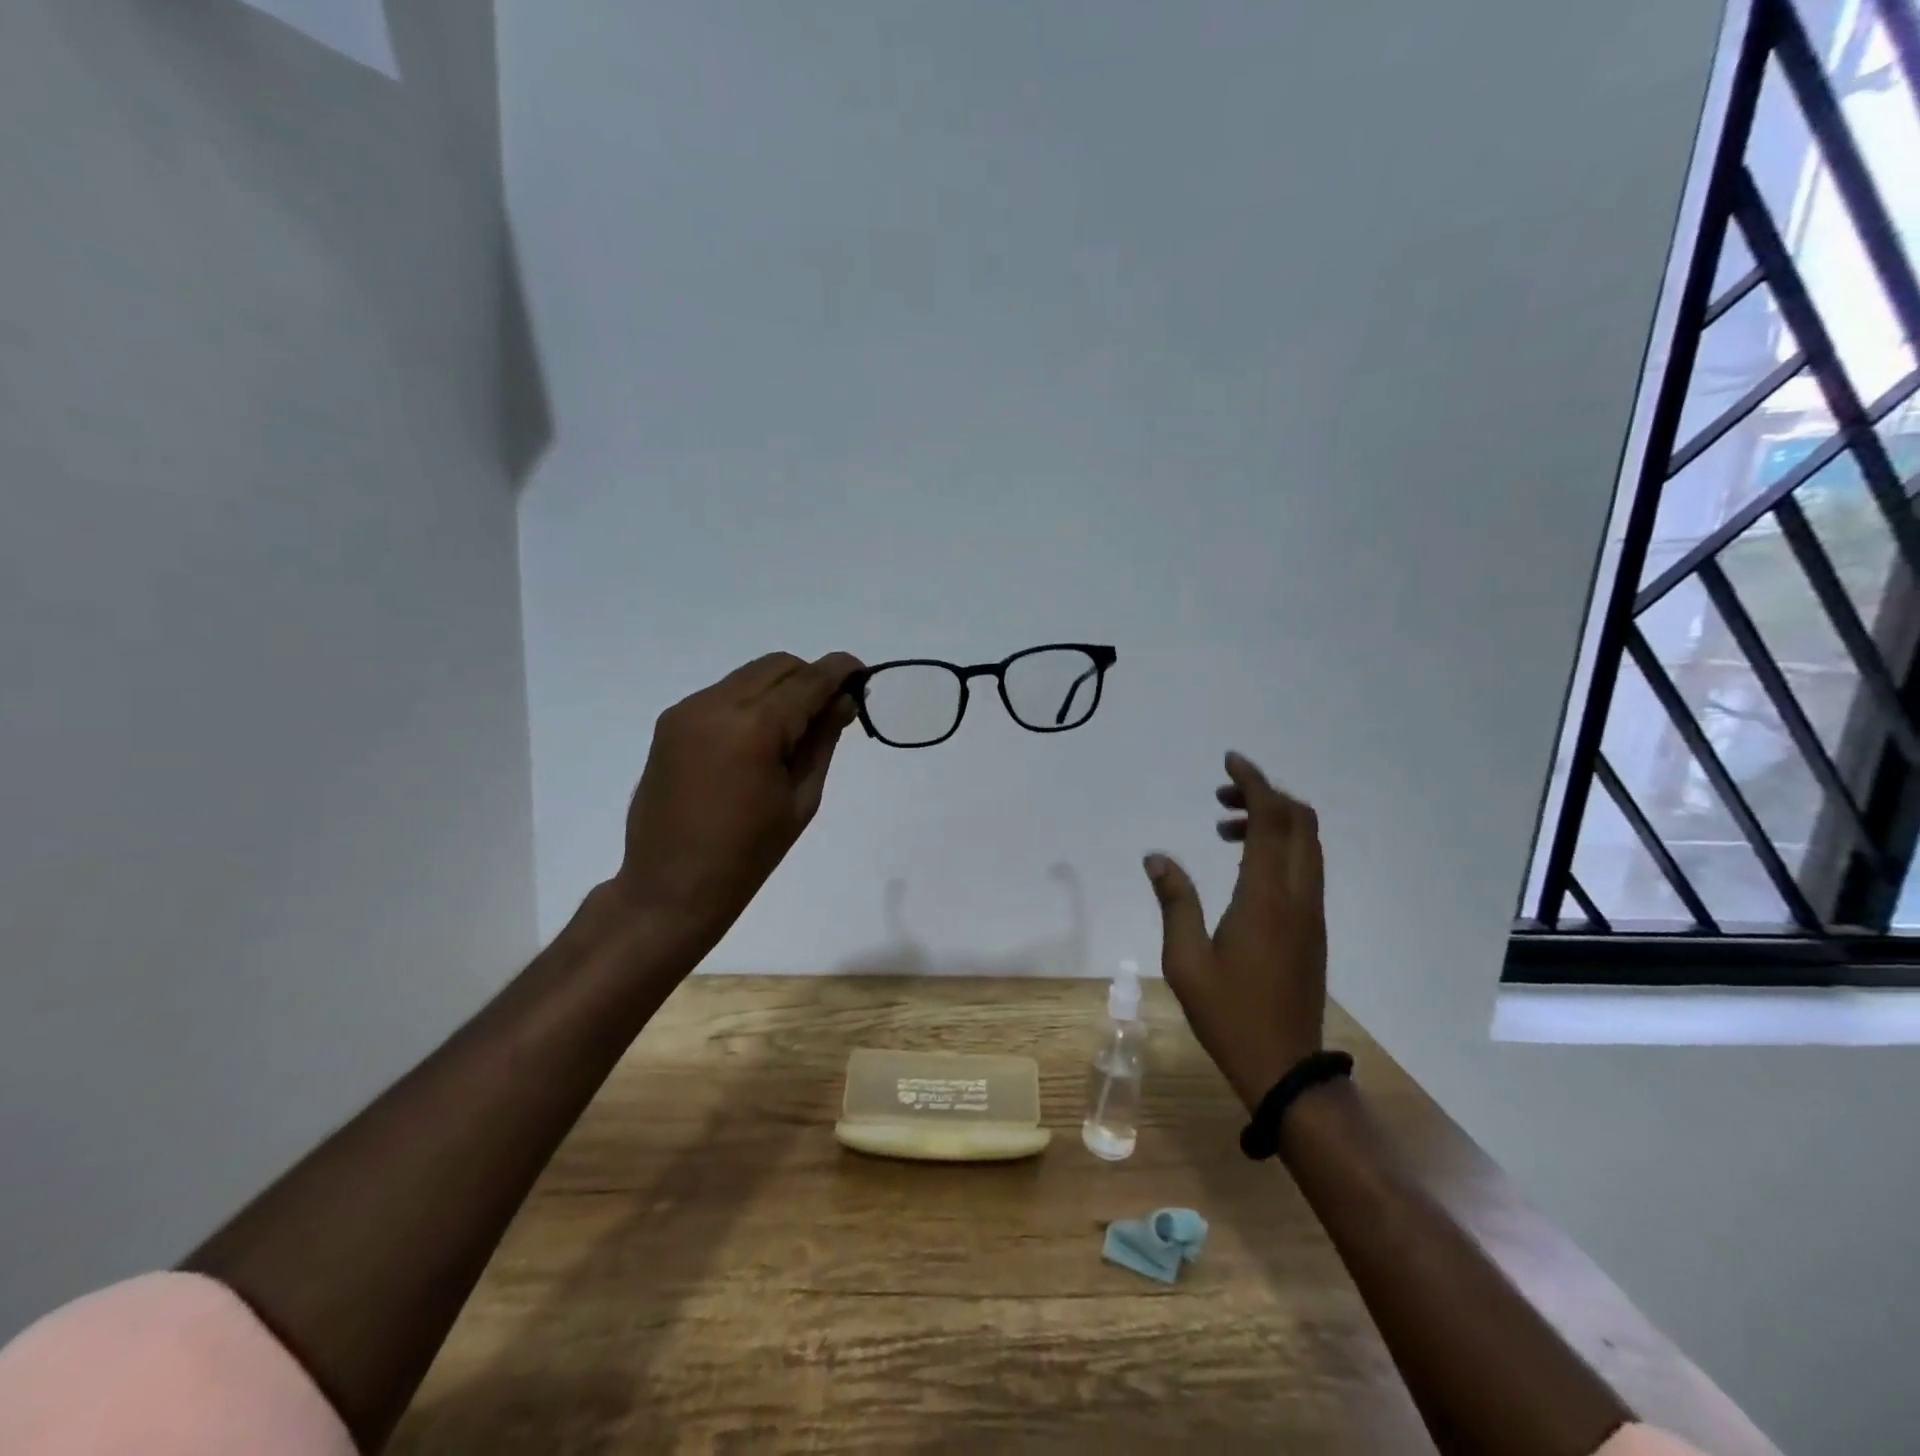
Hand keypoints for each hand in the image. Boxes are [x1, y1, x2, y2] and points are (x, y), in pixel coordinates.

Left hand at [609, 651, 863, 960]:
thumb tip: (842, 701)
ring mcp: (686, 711)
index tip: (863, 674)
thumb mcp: (801, 799)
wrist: (669, 889)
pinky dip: (750, 704)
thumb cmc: (747, 856)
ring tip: (792, 734)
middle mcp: (714, 705)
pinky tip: (757, 743)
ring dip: (779, 690)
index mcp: (753, 728)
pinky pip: (723, 695)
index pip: (808, 680)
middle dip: (810, 679)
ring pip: (749, 676)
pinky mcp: (670, 724)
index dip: (841, 671)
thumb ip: (822, 740)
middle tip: (830, 714)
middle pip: (777, 666)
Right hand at [1145, 752, 1326, 1111]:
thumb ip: (1174, 900)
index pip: (1272, 820)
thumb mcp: (1185, 959)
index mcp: (1267, 897)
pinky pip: (1306, 866)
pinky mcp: (1314, 927)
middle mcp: (1299, 895)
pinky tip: (1243, 864)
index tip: (1229, 761)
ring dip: (1273, 821)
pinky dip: (1280, 846)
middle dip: (1265, 795)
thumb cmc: (1228, 1014)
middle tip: (1221, 797)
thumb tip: (1157, 857)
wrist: (1285, 1067)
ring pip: (1307, 842)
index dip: (1254, 782)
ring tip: (1224, 829)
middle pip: (1300, 821)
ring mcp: (1312, 912)